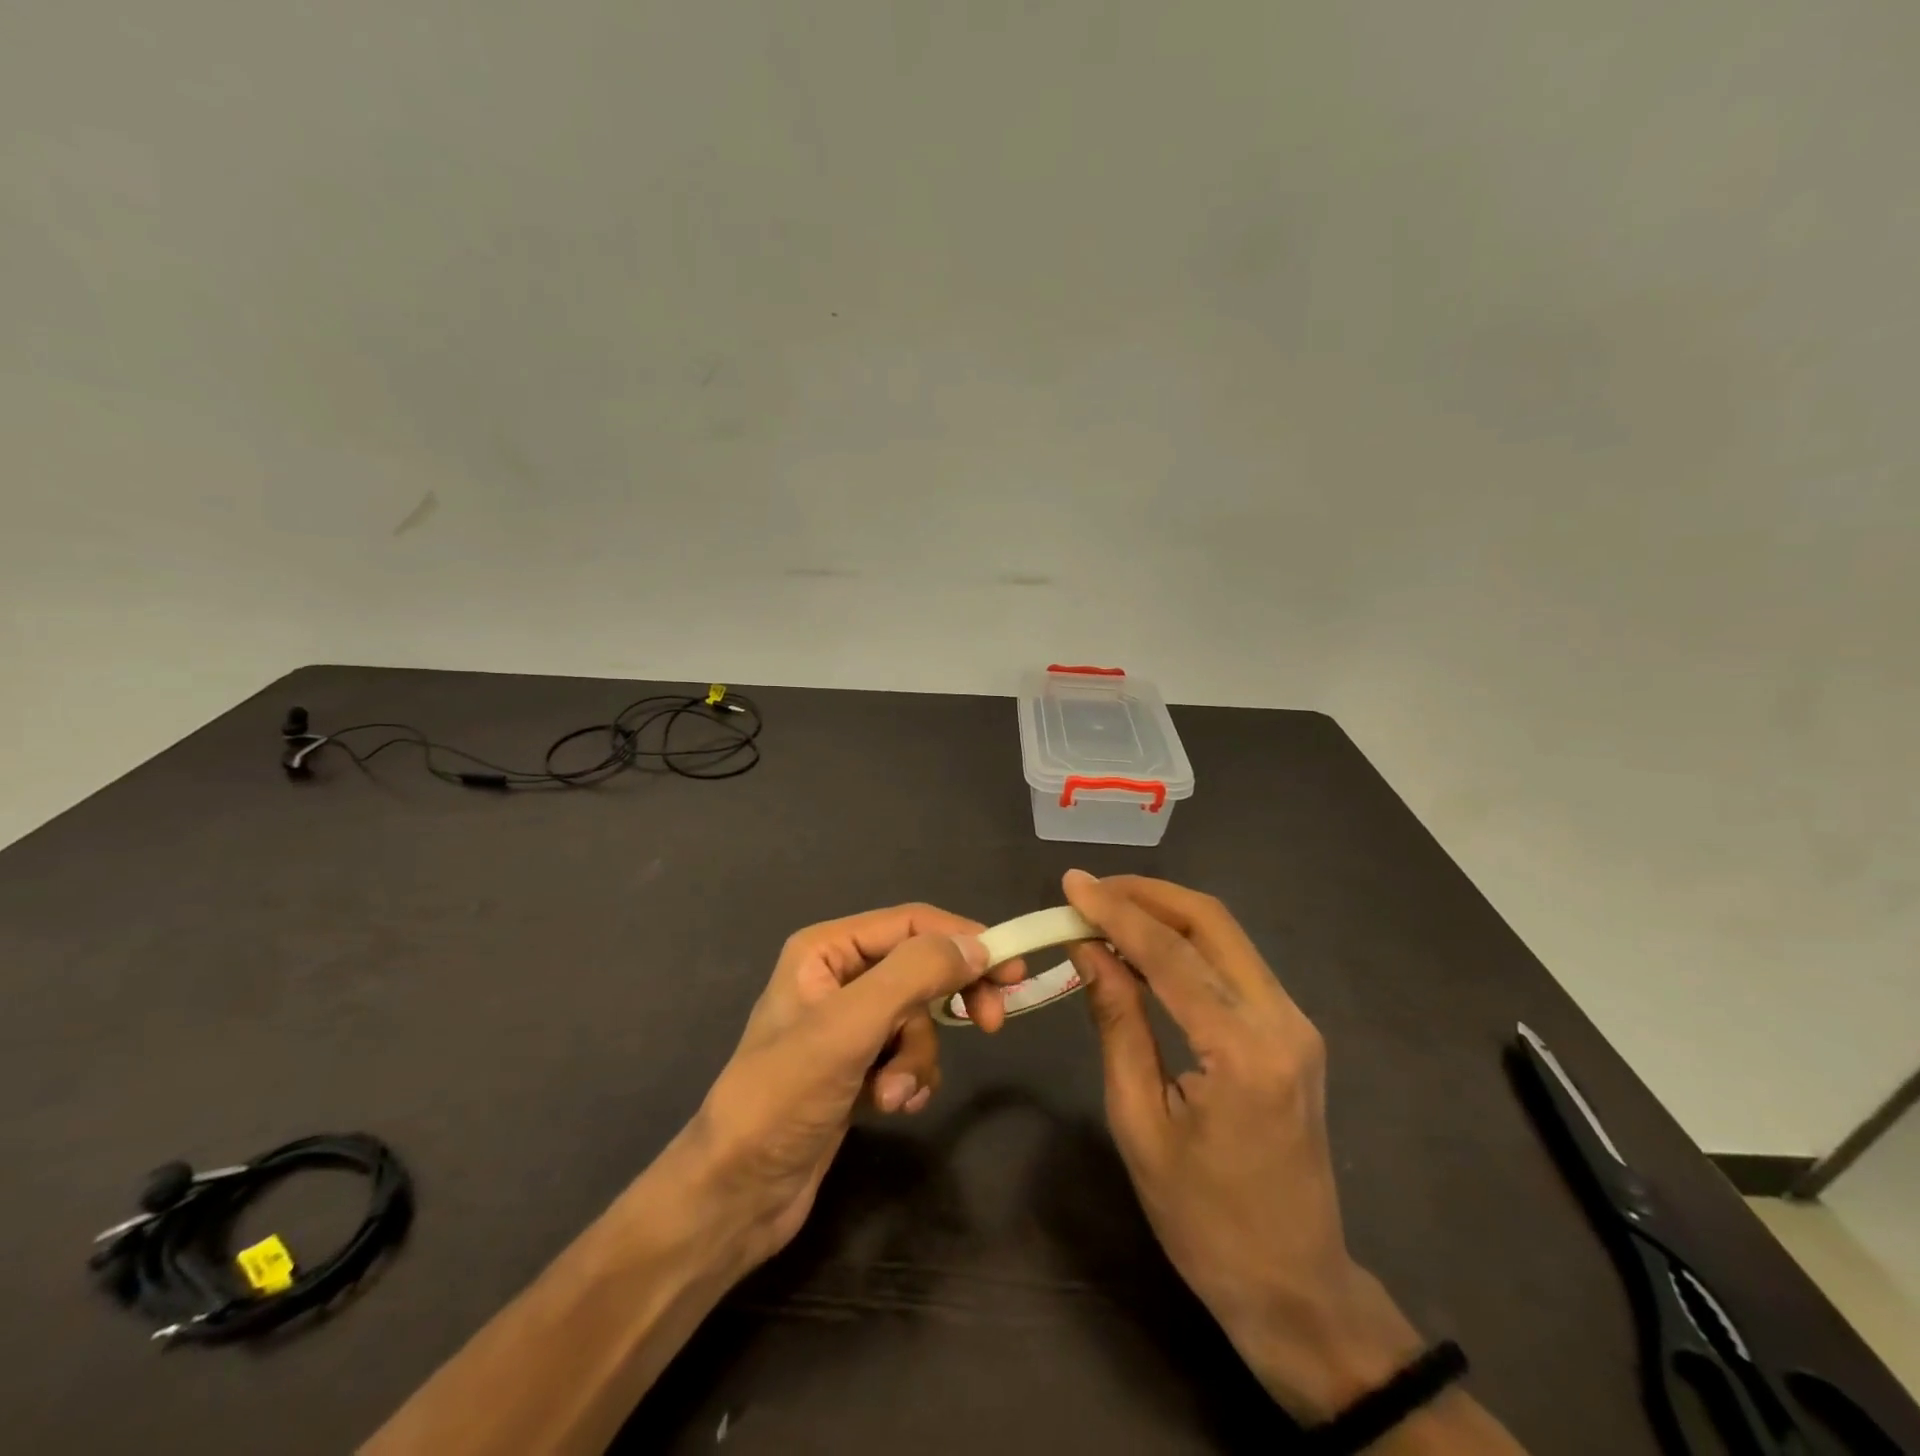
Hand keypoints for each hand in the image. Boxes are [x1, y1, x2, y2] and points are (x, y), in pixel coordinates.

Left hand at [682, 904, 1025, 1273]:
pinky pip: (907, 1054)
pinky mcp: (856, 1067)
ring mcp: (847, 1025)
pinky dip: (911, 1078)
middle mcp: (838, 976)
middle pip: (920, 968)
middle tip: (991, 1023)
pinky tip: (892, 1106)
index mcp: (826, 949)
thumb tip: (976, 944)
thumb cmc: (784, 1097)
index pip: (912, 923)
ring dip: (918, 1057)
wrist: (735, 1195)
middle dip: (948, 1001)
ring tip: (894, 1094)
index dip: (964, 939)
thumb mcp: (849, 1027)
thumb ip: (913, 975)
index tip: (1010, 971)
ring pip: (918, 1019)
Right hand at [1061, 870, 1424, 1421]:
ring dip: (1165, 912)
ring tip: (1106, 911)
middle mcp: (1282, 1020)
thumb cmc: (1204, 1221)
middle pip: (1210, 921)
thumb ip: (1117, 1023)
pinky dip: (1186, 943)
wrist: (1296, 1288)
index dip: (1114, 910)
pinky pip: (1234, 963)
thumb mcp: (1139, 1123)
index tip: (1070, 882)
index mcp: (1244, 1050)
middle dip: (1145, 894)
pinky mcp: (1292, 1031)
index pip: (1169, 953)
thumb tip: (1088, 951)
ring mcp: (1295, 1023)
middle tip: (1089, 891)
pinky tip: (1145, 950)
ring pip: (1226, 935)